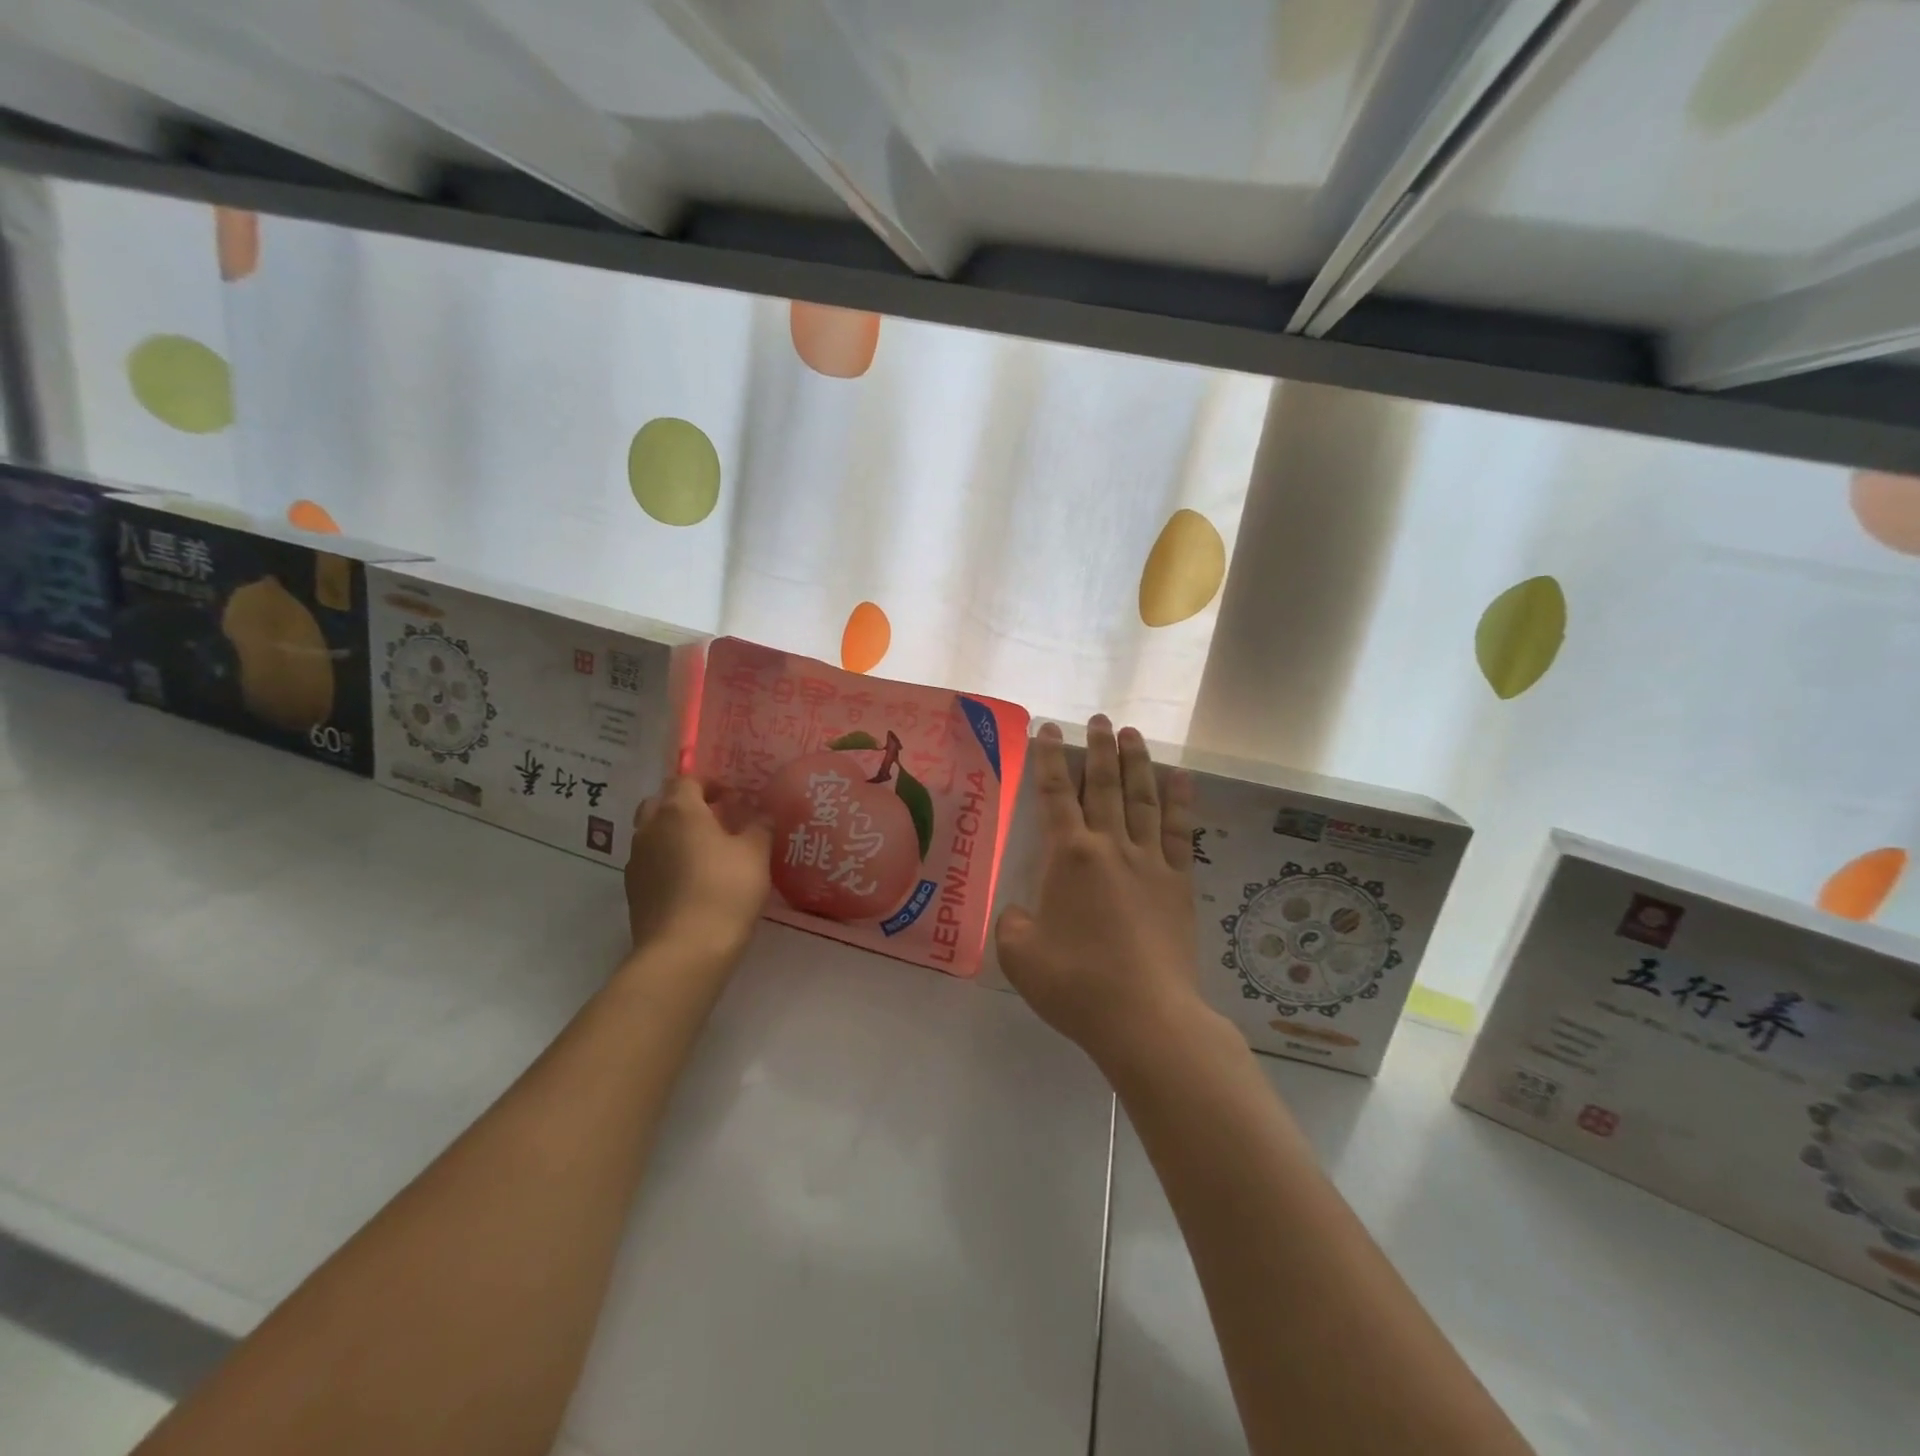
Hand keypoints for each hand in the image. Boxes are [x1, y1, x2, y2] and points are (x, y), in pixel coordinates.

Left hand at [623, 776, 771, 963]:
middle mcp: (650, 828)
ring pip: (652, 833)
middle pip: (660, 803)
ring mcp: (636, 861)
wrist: (684, 951)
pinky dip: (667, 861)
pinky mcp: (633, 891)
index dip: (710, 784)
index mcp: (679, 810)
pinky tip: (690, 881)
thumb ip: (759, 826)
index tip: (733, 799)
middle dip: (685, 805)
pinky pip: (649, 862)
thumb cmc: (725, 890)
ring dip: (674, 834)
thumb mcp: (755, 854)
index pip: (686, 780)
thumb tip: (760, 813)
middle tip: (714, 820)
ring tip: (704, 852)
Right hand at [993, 717, 1213, 1069]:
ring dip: (1137, 762)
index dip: (1049, 759)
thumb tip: (1023, 913)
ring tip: (1133, 733)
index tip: (1048, 729)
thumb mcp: (1020, 956)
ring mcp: (1150, 862)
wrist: (1145, 1017)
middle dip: (1099, 748)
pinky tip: (1181, 779)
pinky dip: (1179, 802)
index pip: (1056, 795)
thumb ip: (1014, 924)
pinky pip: (1178, 832)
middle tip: (1100, 718)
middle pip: (1105, 785)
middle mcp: (1110, 847)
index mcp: (1069, 857)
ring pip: (1142, 798)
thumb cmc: (1076, 984)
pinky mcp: (1178, 883)